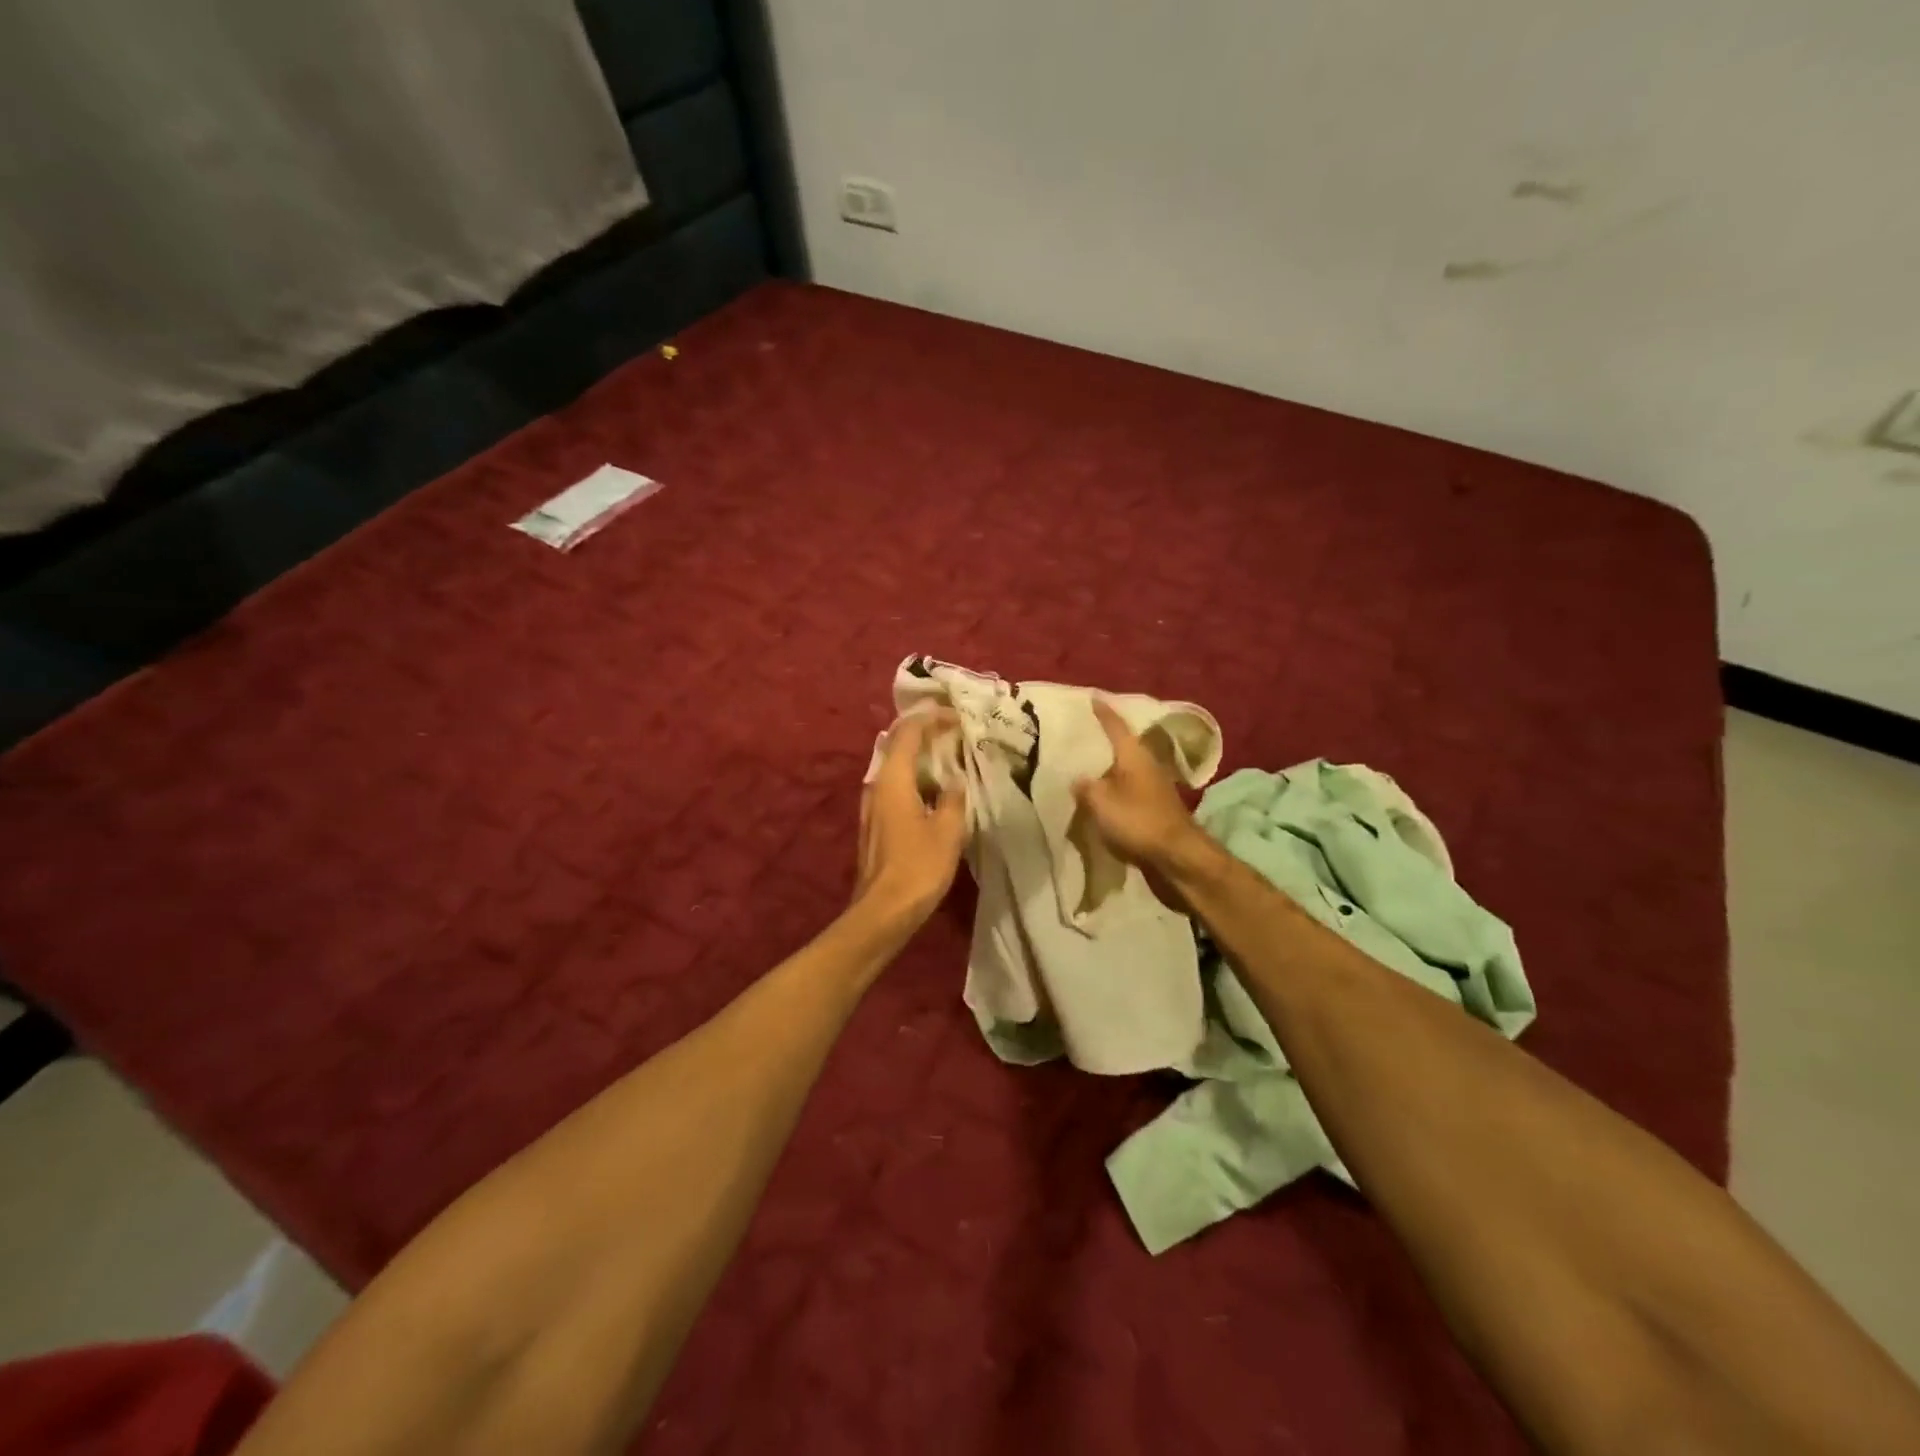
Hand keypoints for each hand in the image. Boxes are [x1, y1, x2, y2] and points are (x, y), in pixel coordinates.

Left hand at [853, 710, 968, 926]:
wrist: (883, 911)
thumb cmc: (918, 867)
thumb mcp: (947, 830)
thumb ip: (952, 799)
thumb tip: (954, 782)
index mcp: (892, 779)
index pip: (908, 732)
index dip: (931, 719)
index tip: (956, 717)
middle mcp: (876, 785)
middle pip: (897, 745)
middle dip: (924, 734)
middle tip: (954, 732)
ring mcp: (871, 806)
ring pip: (895, 768)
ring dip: (919, 758)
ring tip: (948, 758)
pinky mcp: (874, 824)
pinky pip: (895, 788)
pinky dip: (914, 779)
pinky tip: (934, 792)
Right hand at [1072, 698, 1204, 869]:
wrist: (1177, 856)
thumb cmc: (1138, 821)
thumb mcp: (1101, 802)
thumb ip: (1085, 787)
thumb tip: (1077, 778)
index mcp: (1134, 755)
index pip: (1116, 726)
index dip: (1103, 712)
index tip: (1092, 697)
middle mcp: (1146, 764)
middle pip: (1122, 746)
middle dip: (1104, 740)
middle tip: (1082, 734)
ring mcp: (1153, 787)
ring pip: (1125, 769)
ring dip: (1108, 767)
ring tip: (1085, 766)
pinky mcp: (1154, 807)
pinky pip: (1128, 790)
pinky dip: (1113, 788)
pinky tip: (1100, 796)